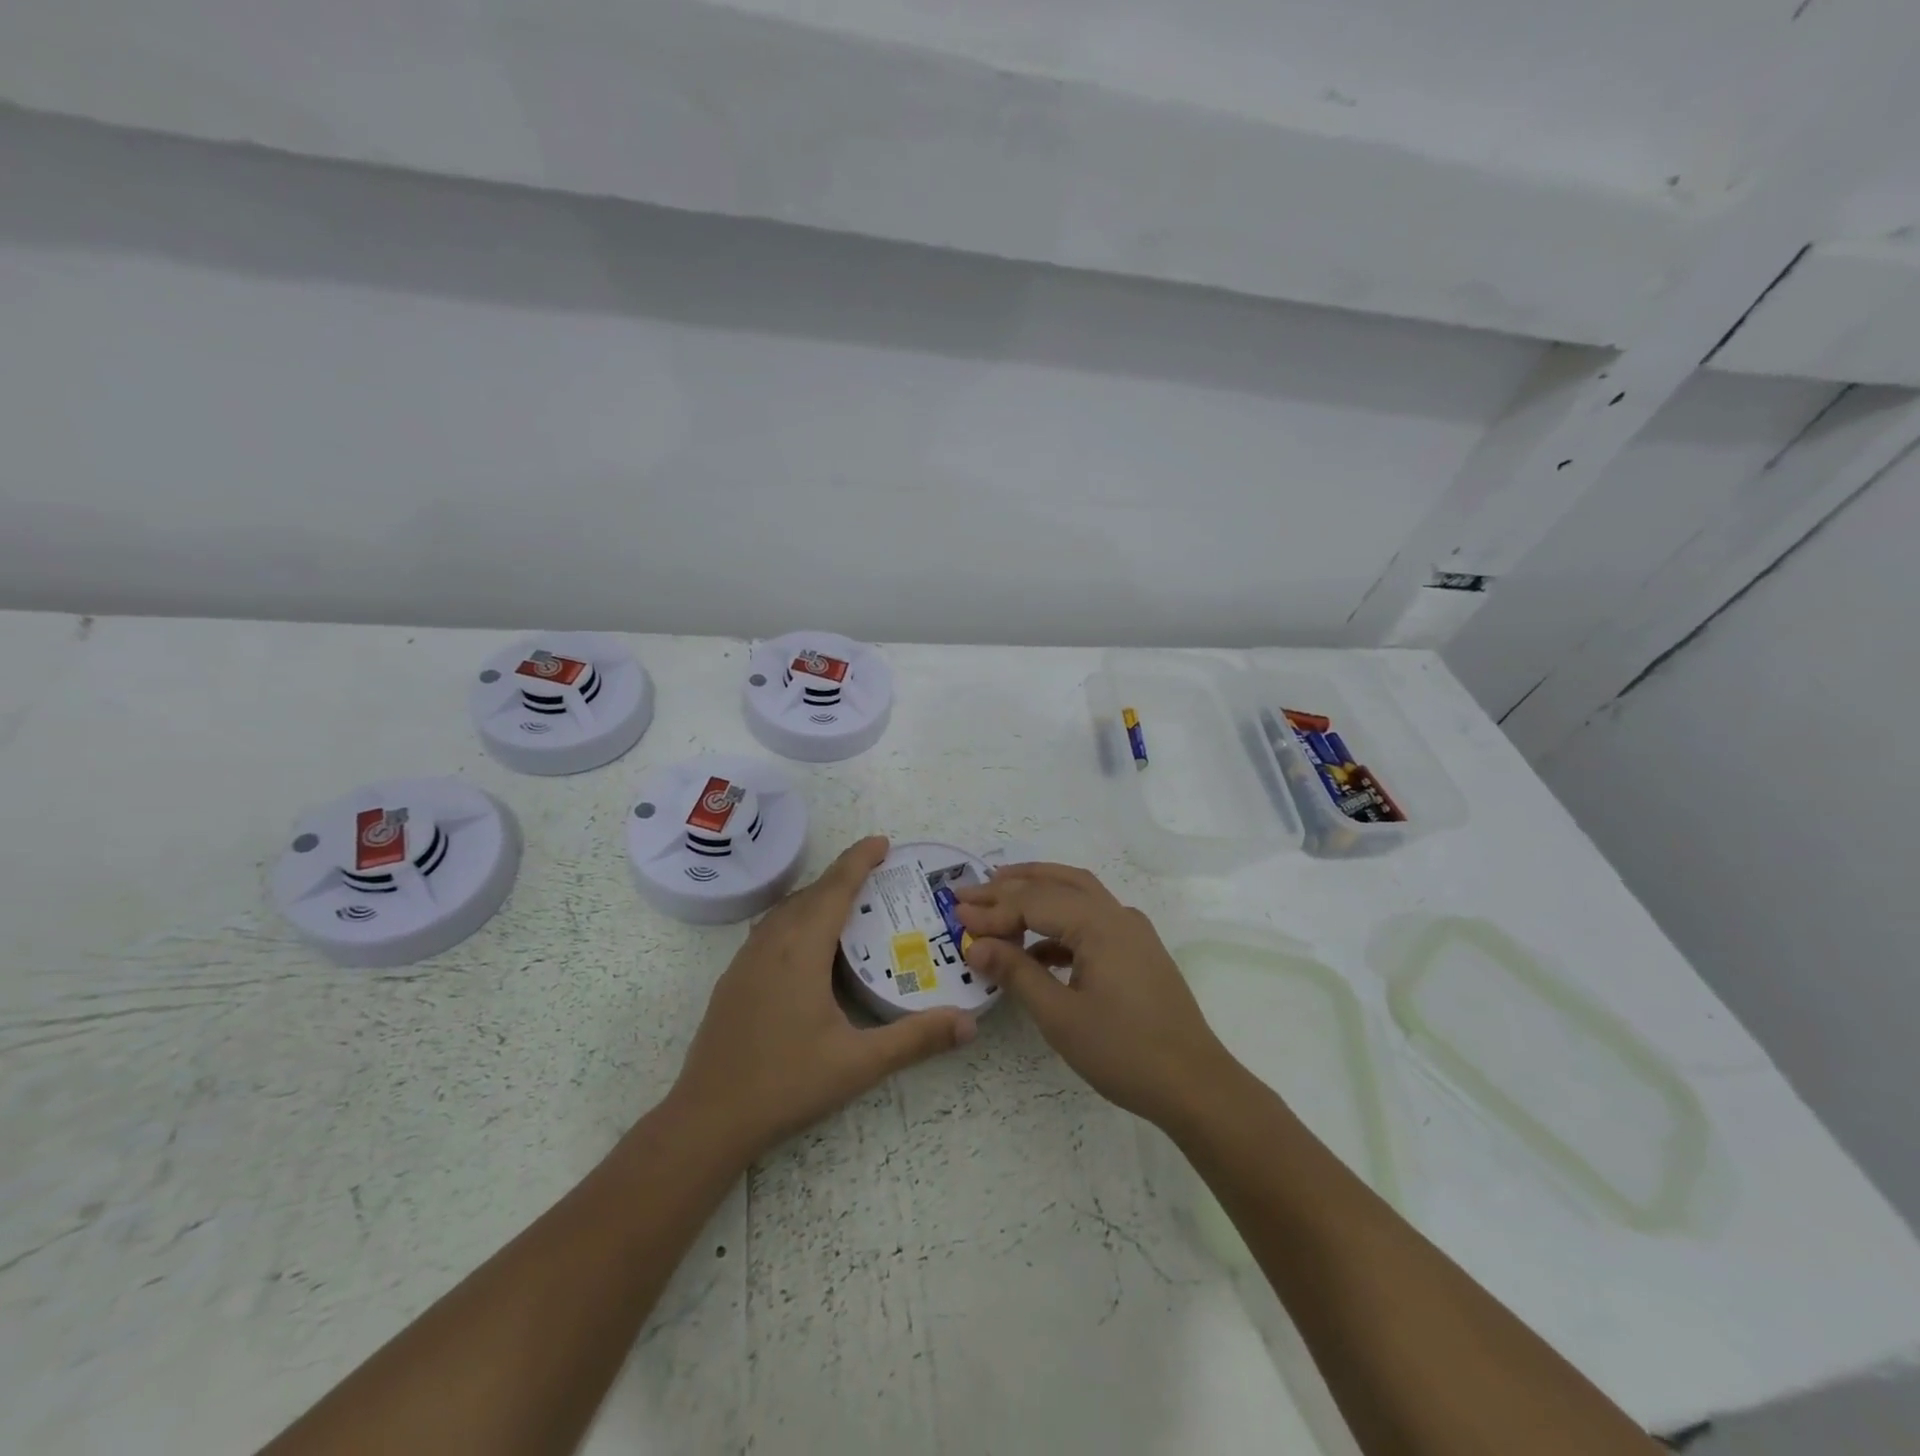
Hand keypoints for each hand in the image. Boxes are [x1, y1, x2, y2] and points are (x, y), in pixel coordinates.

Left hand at [669, 836, 976, 1161]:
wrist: (708, 1119)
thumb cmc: (786, 1084)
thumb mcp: (859, 1063)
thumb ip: (916, 1039)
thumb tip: (969, 1024)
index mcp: (801, 952)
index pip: (834, 890)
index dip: (859, 861)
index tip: (883, 841)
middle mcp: (771, 945)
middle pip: (809, 893)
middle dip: (842, 875)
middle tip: (877, 873)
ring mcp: (745, 962)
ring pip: (784, 910)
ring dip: (816, 896)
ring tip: (846, 902)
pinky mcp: (733, 980)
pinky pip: (769, 930)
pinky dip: (794, 918)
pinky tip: (805, 945)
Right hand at [954, 863, 1235, 1131]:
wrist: (1195, 1085)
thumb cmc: (1124, 1051)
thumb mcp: (1060, 1016)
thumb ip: (1016, 973)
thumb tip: (975, 945)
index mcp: (1099, 924)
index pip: (1034, 902)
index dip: (992, 909)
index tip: (955, 915)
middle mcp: (1117, 915)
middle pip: (1057, 884)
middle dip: (1011, 885)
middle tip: (970, 892)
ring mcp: (1132, 931)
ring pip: (1078, 894)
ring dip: (1038, 893)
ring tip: (999, 901)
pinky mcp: (1138, 951)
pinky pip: (1091, 920)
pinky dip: (1059, 923)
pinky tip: (1037, 947)